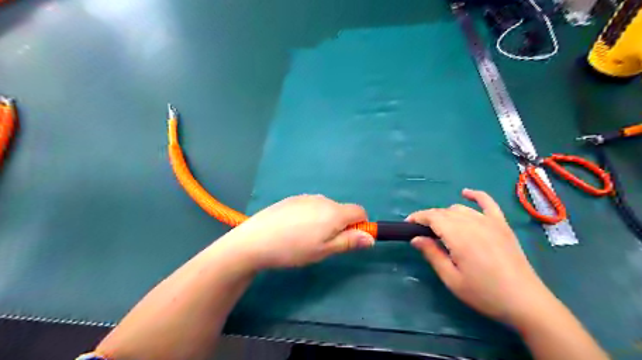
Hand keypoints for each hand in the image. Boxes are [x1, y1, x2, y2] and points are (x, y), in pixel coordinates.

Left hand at [219, 194, 374, 268]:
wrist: (256, 240)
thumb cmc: (294, 249)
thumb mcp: (324, 251)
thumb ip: (349, 242)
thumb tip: (370, 237)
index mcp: (334, 212)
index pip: (360, 211)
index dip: (360, 225)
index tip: (349, 240)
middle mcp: (323, 199)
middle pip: (342, 210)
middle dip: (341, 225)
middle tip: (323, 244)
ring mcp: (306, 197)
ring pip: (326, 208)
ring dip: (325, 221)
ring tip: (306, 238)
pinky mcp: (292, 199)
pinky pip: (311, 206)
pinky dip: (311, 216)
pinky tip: (294, 229)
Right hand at [411, 189, 557, 324]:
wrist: (525, 301)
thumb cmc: (484, 293)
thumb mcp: (452, 279)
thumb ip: (432, 255)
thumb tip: (415, 238)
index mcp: (459, 236)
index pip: (432, 217)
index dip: (417, 217)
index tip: (407, 224)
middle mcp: (473, 223)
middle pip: (444, 212)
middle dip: (429, 218)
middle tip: (421, 232)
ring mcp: (490, 221)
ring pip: (460, 208)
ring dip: (446, 214)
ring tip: (441, 227)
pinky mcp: (502, 224)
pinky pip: (488, 202)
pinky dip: (476, 195)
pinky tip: (466, 193)